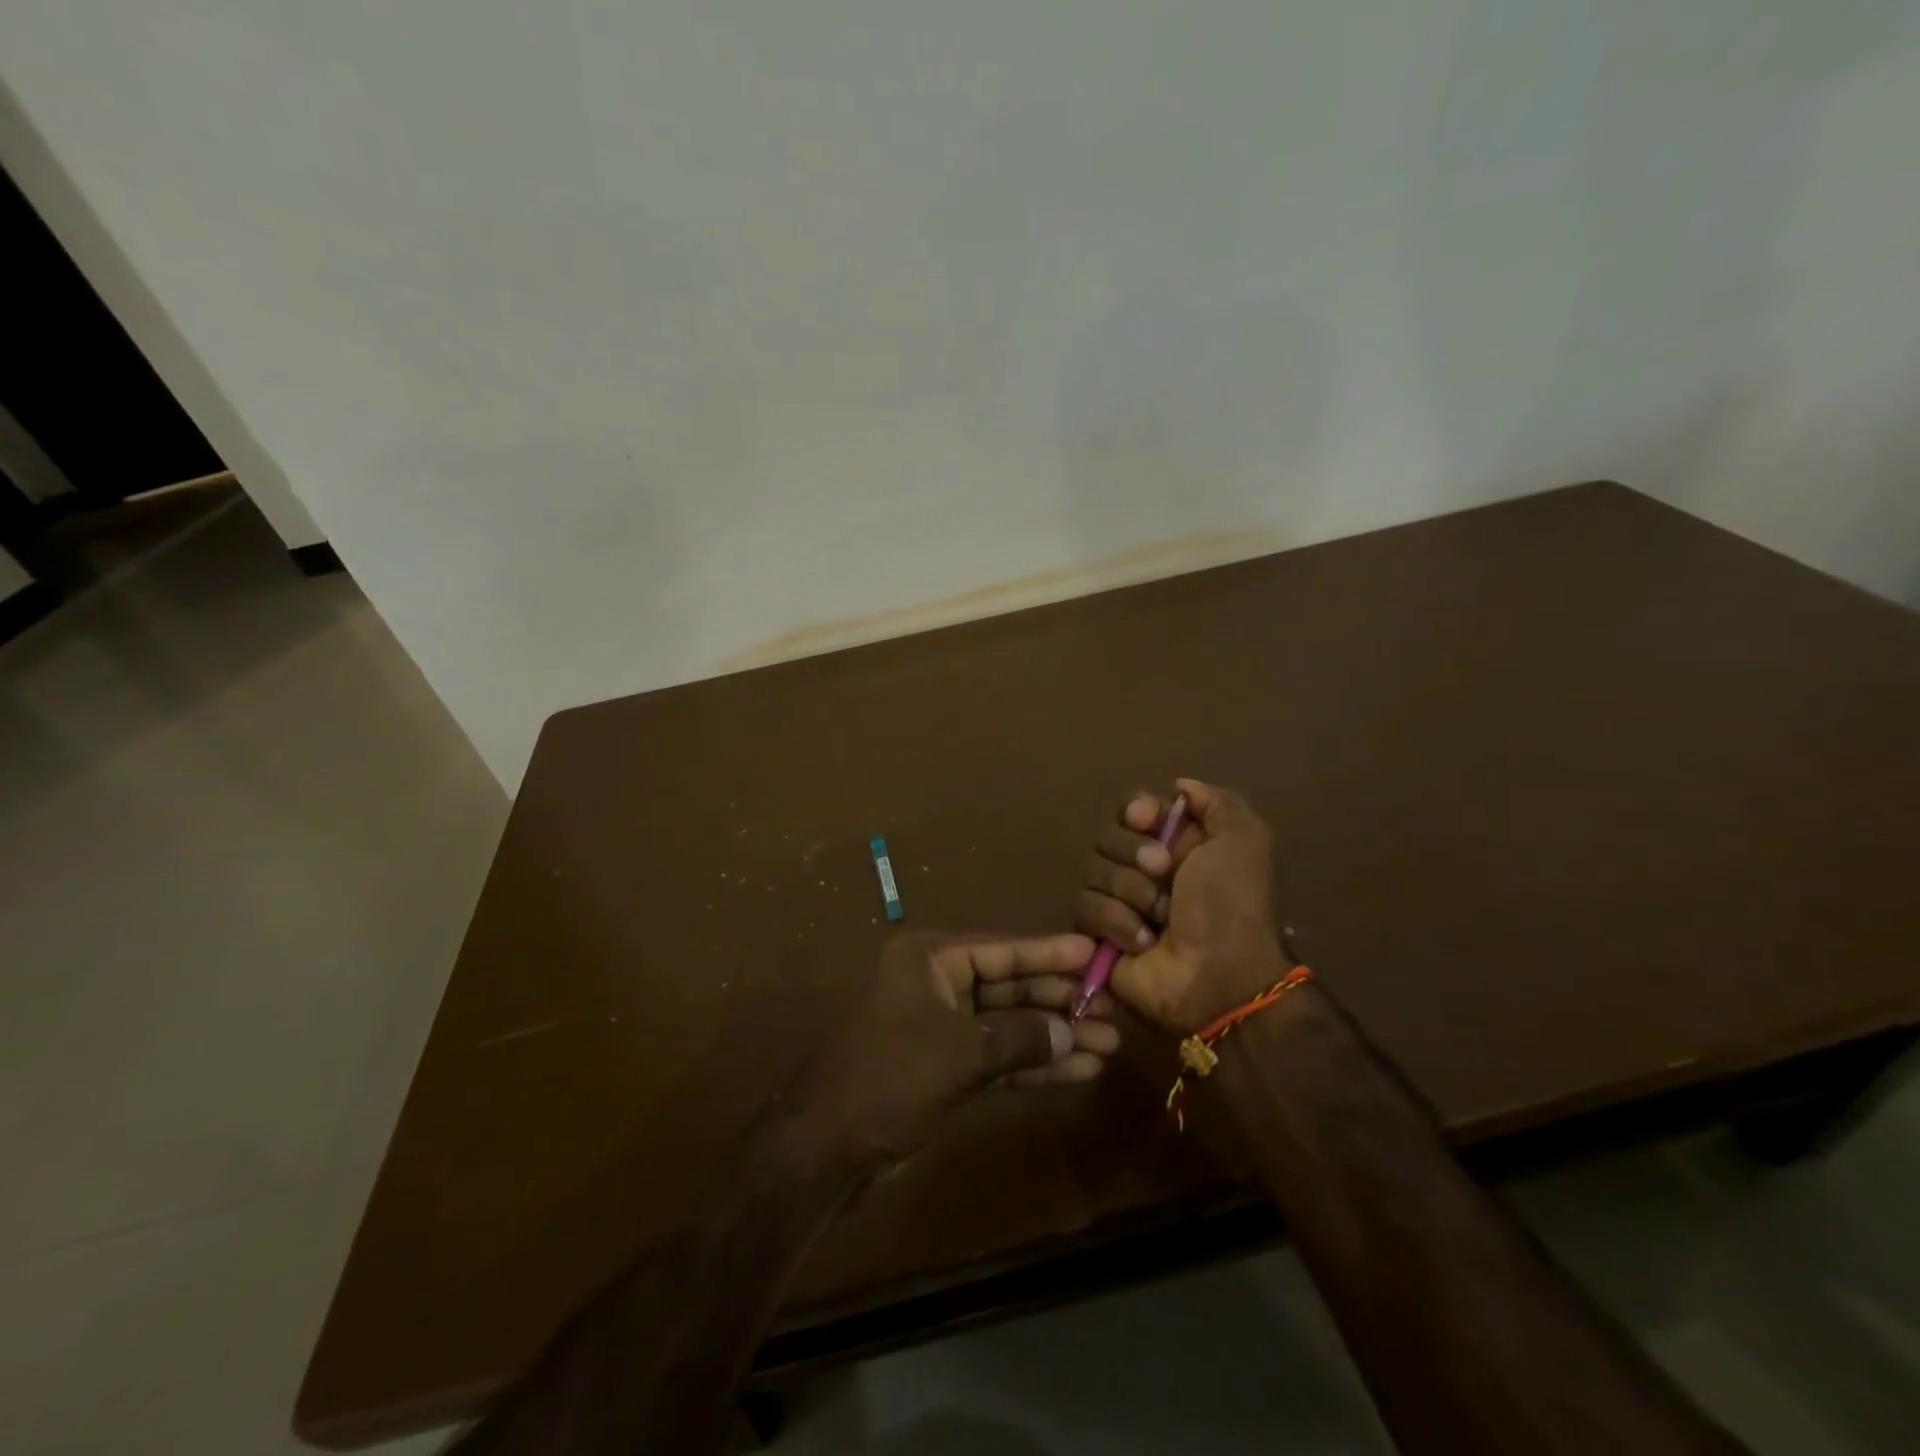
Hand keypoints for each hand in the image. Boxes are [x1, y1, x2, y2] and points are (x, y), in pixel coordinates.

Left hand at [773, 932, 1119, 1176]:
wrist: (826, 1149)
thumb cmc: (891, 1078)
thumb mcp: (961, 1052)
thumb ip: (1022, 1037)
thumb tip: (1072, 1030)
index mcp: (929, 959)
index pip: (1001, 949)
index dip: (1049, 952)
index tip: (1094, 952)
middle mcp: (935, 984)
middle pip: (1009, 986)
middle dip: (1059, 1000)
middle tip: (1113, 1008)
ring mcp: (940, 1028)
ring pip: (1008, 1025)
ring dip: (1054, 1036)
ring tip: (1108, 1045)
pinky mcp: (944, 1068)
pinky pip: (998, 1058)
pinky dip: (1033, 1065)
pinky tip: (1076, 1071)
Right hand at [1073, 778, 1287, 1031]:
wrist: (1219, 976)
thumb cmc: (1232, 906)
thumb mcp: (1243, 841)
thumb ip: (1216, 802)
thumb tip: (1179, 786)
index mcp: (1177, 844)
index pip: (1132, 809)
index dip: (1135, 812)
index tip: (1147, 821)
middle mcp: (1144, 869)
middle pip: (1108, 837)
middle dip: (1134, 854)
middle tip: (1165, 875)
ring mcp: (1119, 902)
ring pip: (1093, 871)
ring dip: (1130, 892)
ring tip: (1158, 918)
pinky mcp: (1098, 934)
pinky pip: (1084, 908)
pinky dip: (1115, 922)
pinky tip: (1141, 941)